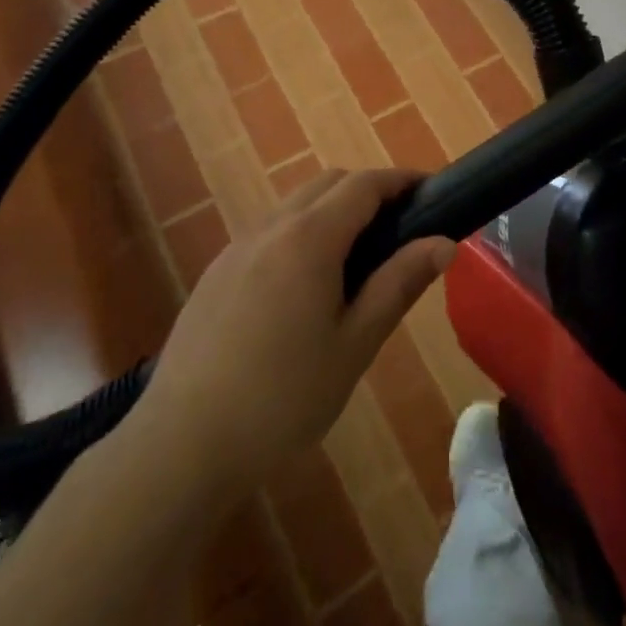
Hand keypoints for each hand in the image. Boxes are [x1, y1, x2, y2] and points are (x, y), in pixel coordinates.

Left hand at [130, 168, 452, 499]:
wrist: (182, 445)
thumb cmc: (283, 397)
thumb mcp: (355, 344)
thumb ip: (399, 284)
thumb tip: (443, 243)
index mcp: (310, 237)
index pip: (364, 184)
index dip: (401, 180)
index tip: (431, 192)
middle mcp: (271, 226)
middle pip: (329, 183)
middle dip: (369, 191)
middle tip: (400, 229)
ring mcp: (238, 246)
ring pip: (296, 204)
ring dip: (333, 210)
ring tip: (357, 260)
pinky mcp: (216, 271)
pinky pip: (269, 231)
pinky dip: (301, 233)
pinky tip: (304, 286)